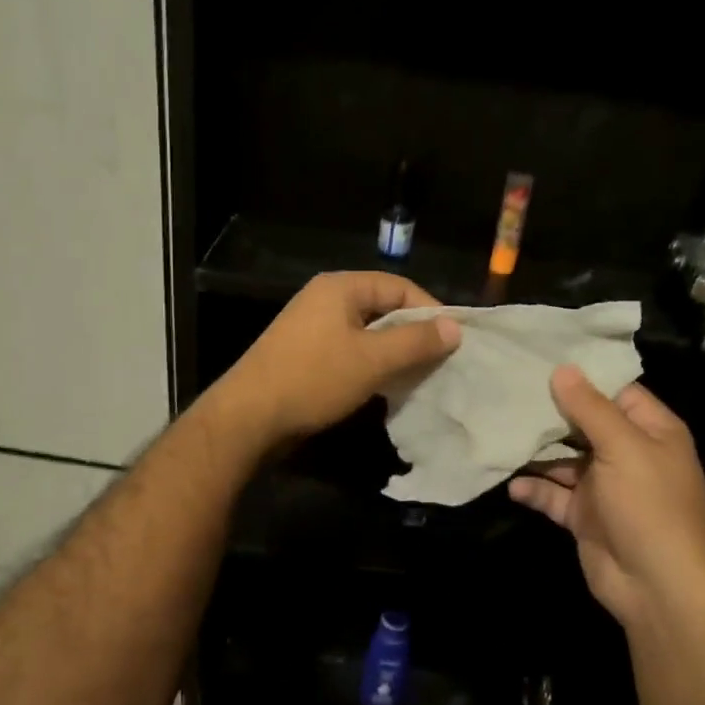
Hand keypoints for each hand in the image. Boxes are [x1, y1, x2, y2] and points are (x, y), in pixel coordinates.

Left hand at [217, 272, 460, 448]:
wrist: (249, 416)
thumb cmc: (314, 379)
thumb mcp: (373, 360)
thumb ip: (416, 342)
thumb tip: (454, 328)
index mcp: (340, 287)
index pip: (400, 287)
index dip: (430, 312)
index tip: (453, 342)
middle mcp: (325, 299)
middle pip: (383, 308)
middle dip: (413, 334)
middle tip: (440, 362)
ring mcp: (312, 327)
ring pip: (367, 332)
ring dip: (393, 353)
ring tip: (418, 376)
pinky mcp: (305, 353)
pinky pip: (349, 350)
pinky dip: (371, 364)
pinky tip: (385, 387)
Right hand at [510, 366, 704, 631]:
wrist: (659, 588)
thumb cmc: (650, 506)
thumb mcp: (623, 448)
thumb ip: (590, 408)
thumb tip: (562, 368)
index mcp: (651, 431)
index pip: (616, 390)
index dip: (582, 376)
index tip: (540, 357)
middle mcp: (628, 454)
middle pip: (584, 423)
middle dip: (550, 411)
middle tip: (506, 388)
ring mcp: (604, 487)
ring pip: (564, 459)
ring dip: (536, 451)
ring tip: (498, 431)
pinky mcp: (584, 516)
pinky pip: (554, 495)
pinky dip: (534, 488)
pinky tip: (511, 483)